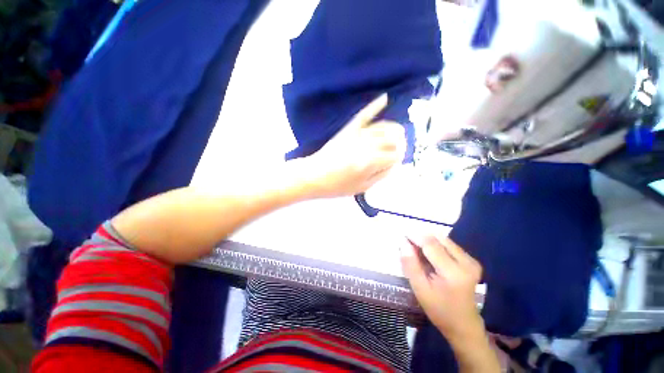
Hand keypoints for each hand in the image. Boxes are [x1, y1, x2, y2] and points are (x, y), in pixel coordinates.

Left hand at [303, 94, 405, 197]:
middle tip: (399, 149)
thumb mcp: (362, 188)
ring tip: (397, 134)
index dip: (399, 157)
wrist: (313, 176)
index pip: (395, 155)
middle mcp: (366, 145)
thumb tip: (394, 164)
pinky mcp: (348, 129)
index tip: (397, 160)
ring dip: (394, 129)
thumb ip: (380, 175)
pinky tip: (385, 98)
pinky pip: (364, 115)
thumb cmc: (337, 186)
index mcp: (370, 163)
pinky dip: (374, 106)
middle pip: (392, 139)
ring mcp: (357, 135)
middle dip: (400, 143)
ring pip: (383, 126)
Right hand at [400, 235, 483, 339]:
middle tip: (408, 244)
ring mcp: (471, 261)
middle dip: (421, 237)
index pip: (430, 244)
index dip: (415, 236)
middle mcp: (466, 262)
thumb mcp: (420, 289)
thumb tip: (403, 242)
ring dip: (428, 240)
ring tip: (418, 250)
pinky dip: (436, 245)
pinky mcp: (472, 261)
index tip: (402, 235)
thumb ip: (410, 264)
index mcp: (453, 272)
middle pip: (438, 238)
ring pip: (444, 239)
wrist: (464, 325)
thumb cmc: (439, 310)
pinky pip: (449, 245)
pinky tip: (430, 255)